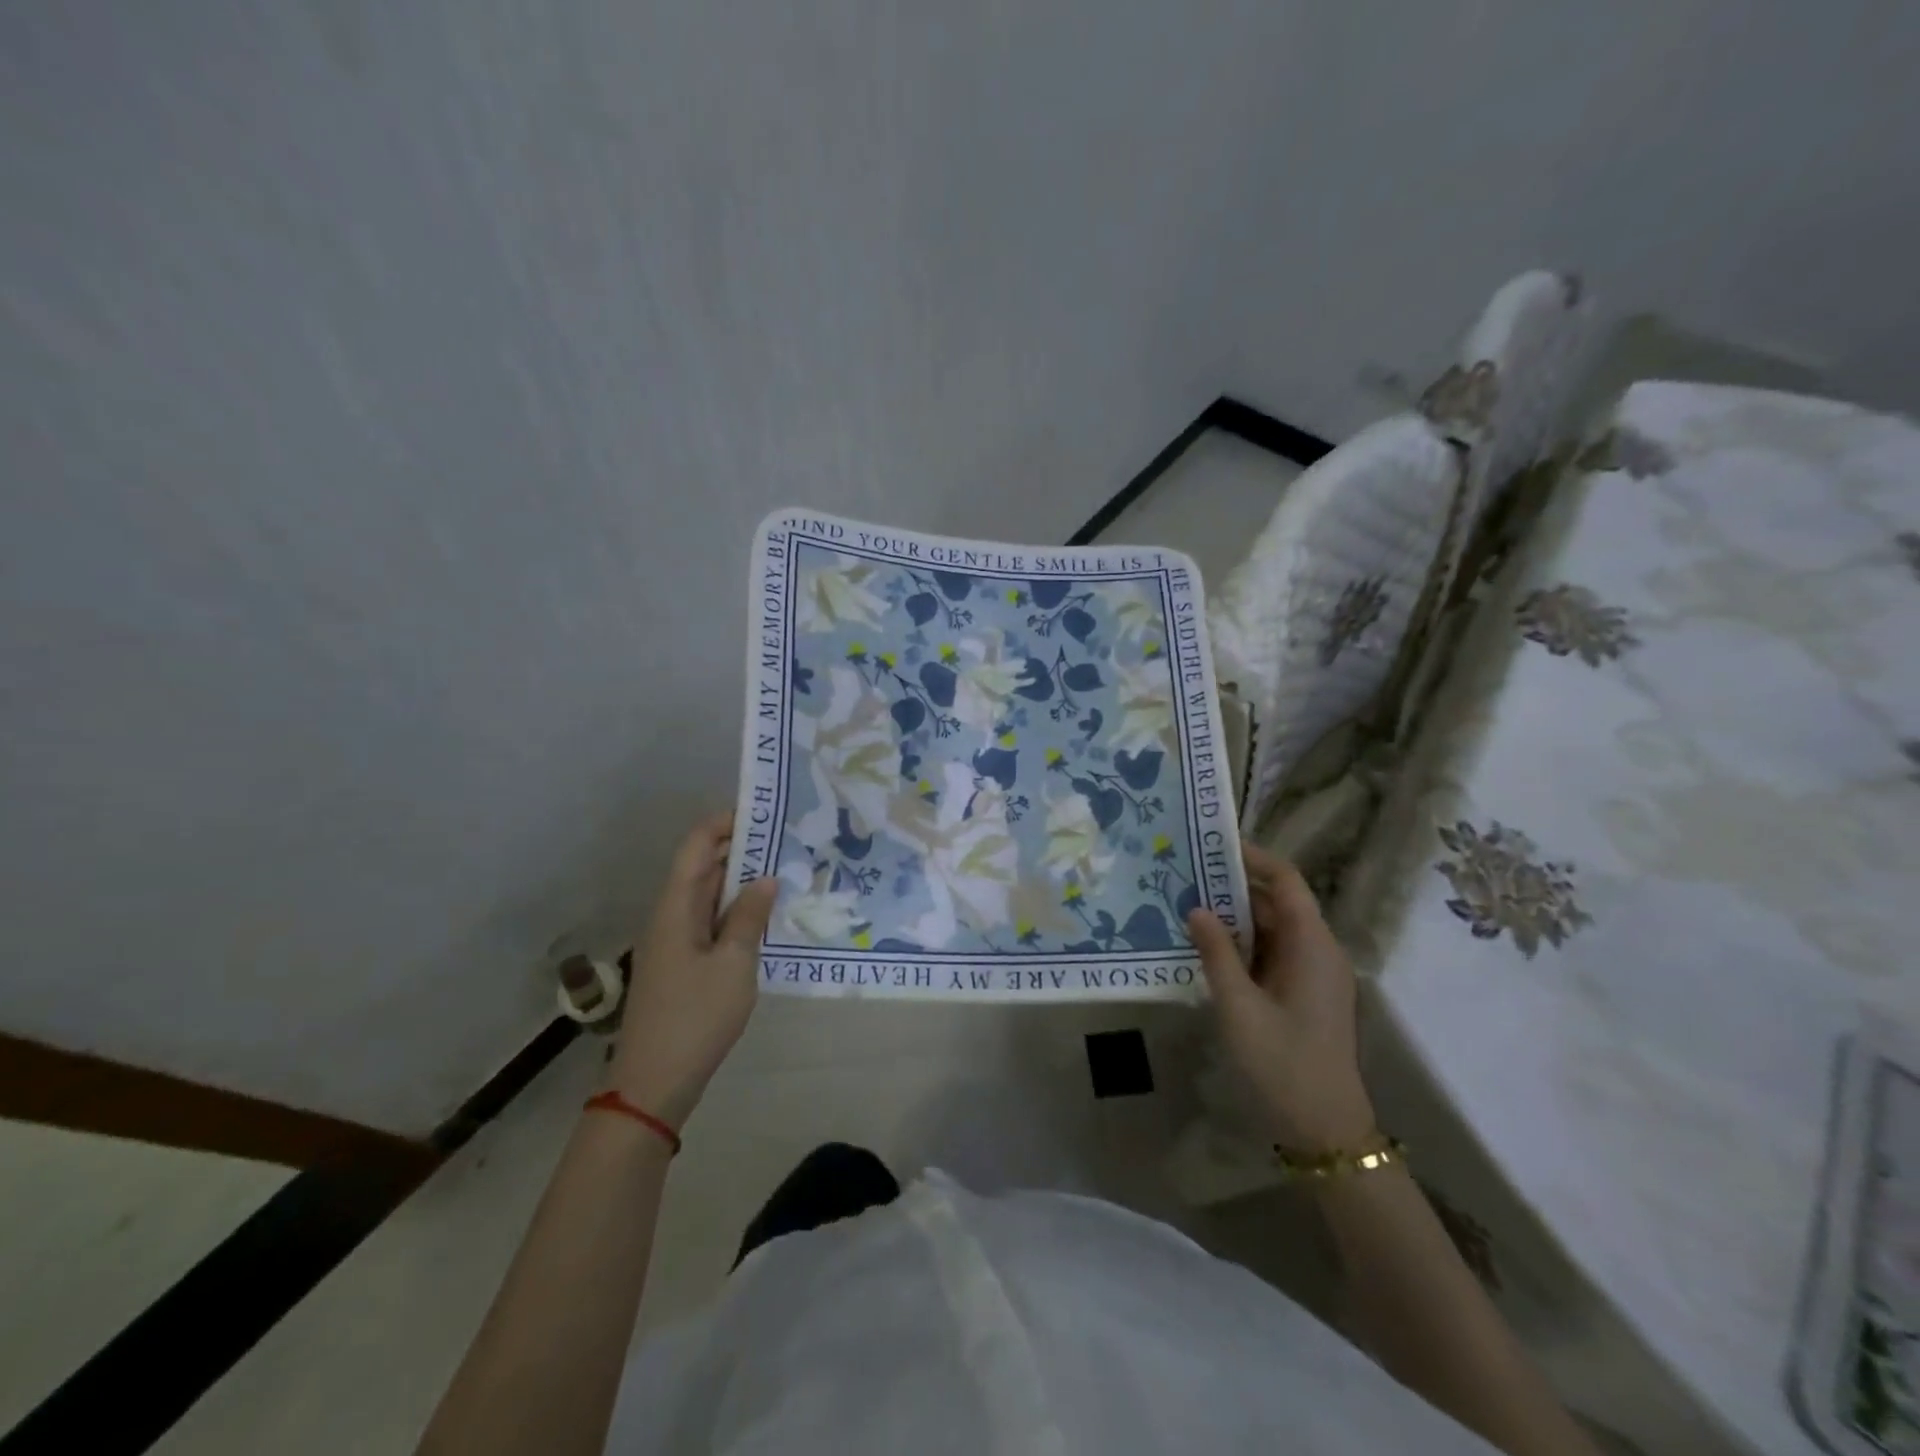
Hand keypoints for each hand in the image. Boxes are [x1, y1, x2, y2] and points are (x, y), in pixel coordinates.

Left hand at [606, 813, 778, 1130]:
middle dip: (741, 848)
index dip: (725, 822)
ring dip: (742, 881)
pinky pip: (711, 922)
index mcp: (676, 906)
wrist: (654, 1082)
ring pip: (709, 895)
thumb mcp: (734, 963)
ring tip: (785, 870)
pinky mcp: (683, 964)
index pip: (697, 845)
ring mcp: (675, 941)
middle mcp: (671, 915)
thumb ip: (750, 917)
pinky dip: (737, 911)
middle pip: (703, 867)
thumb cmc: (695, 1016)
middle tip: (787, 840)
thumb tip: (764, 878)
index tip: (765, 813)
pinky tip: (767, 917)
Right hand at [1186, 842, 1375, 1152]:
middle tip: (1187, 876)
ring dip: (1236, 918)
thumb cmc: (1283, 1064)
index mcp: (1313, 946)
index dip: (1254, 858)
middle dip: (1234, 887)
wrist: (1325, 1132)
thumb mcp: (1239, 1007)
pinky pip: (1273, 955)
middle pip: (1279, 903)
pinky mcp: (1305, 996)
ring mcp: (1314, 976)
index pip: (1287, 881)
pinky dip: (1243, 946)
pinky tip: (1208, 949)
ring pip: (1274, 930)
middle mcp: (1319, 952)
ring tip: (1188, 906)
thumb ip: (1217, 953)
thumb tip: (1197, 908)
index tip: (1212, 845)